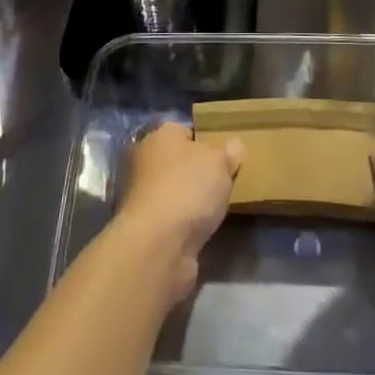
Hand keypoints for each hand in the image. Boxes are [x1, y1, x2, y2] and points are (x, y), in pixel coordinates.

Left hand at [116, 122, 241, 305]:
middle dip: (197, 171)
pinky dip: (184, 222)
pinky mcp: (145, 226)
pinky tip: (202, 228)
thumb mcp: (219, 163)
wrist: (158, 244)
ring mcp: (141, 195)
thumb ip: (228, 153)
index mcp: (159, 135)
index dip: (206, 141)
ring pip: (173, 190)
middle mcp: (144, 160)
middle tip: (224, 181)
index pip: (184, 130)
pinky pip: (171, 216)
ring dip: (189, 199)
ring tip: (217, 208)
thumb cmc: (188, 188)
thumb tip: (234, 144)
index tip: (225, 155)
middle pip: (177, 161)